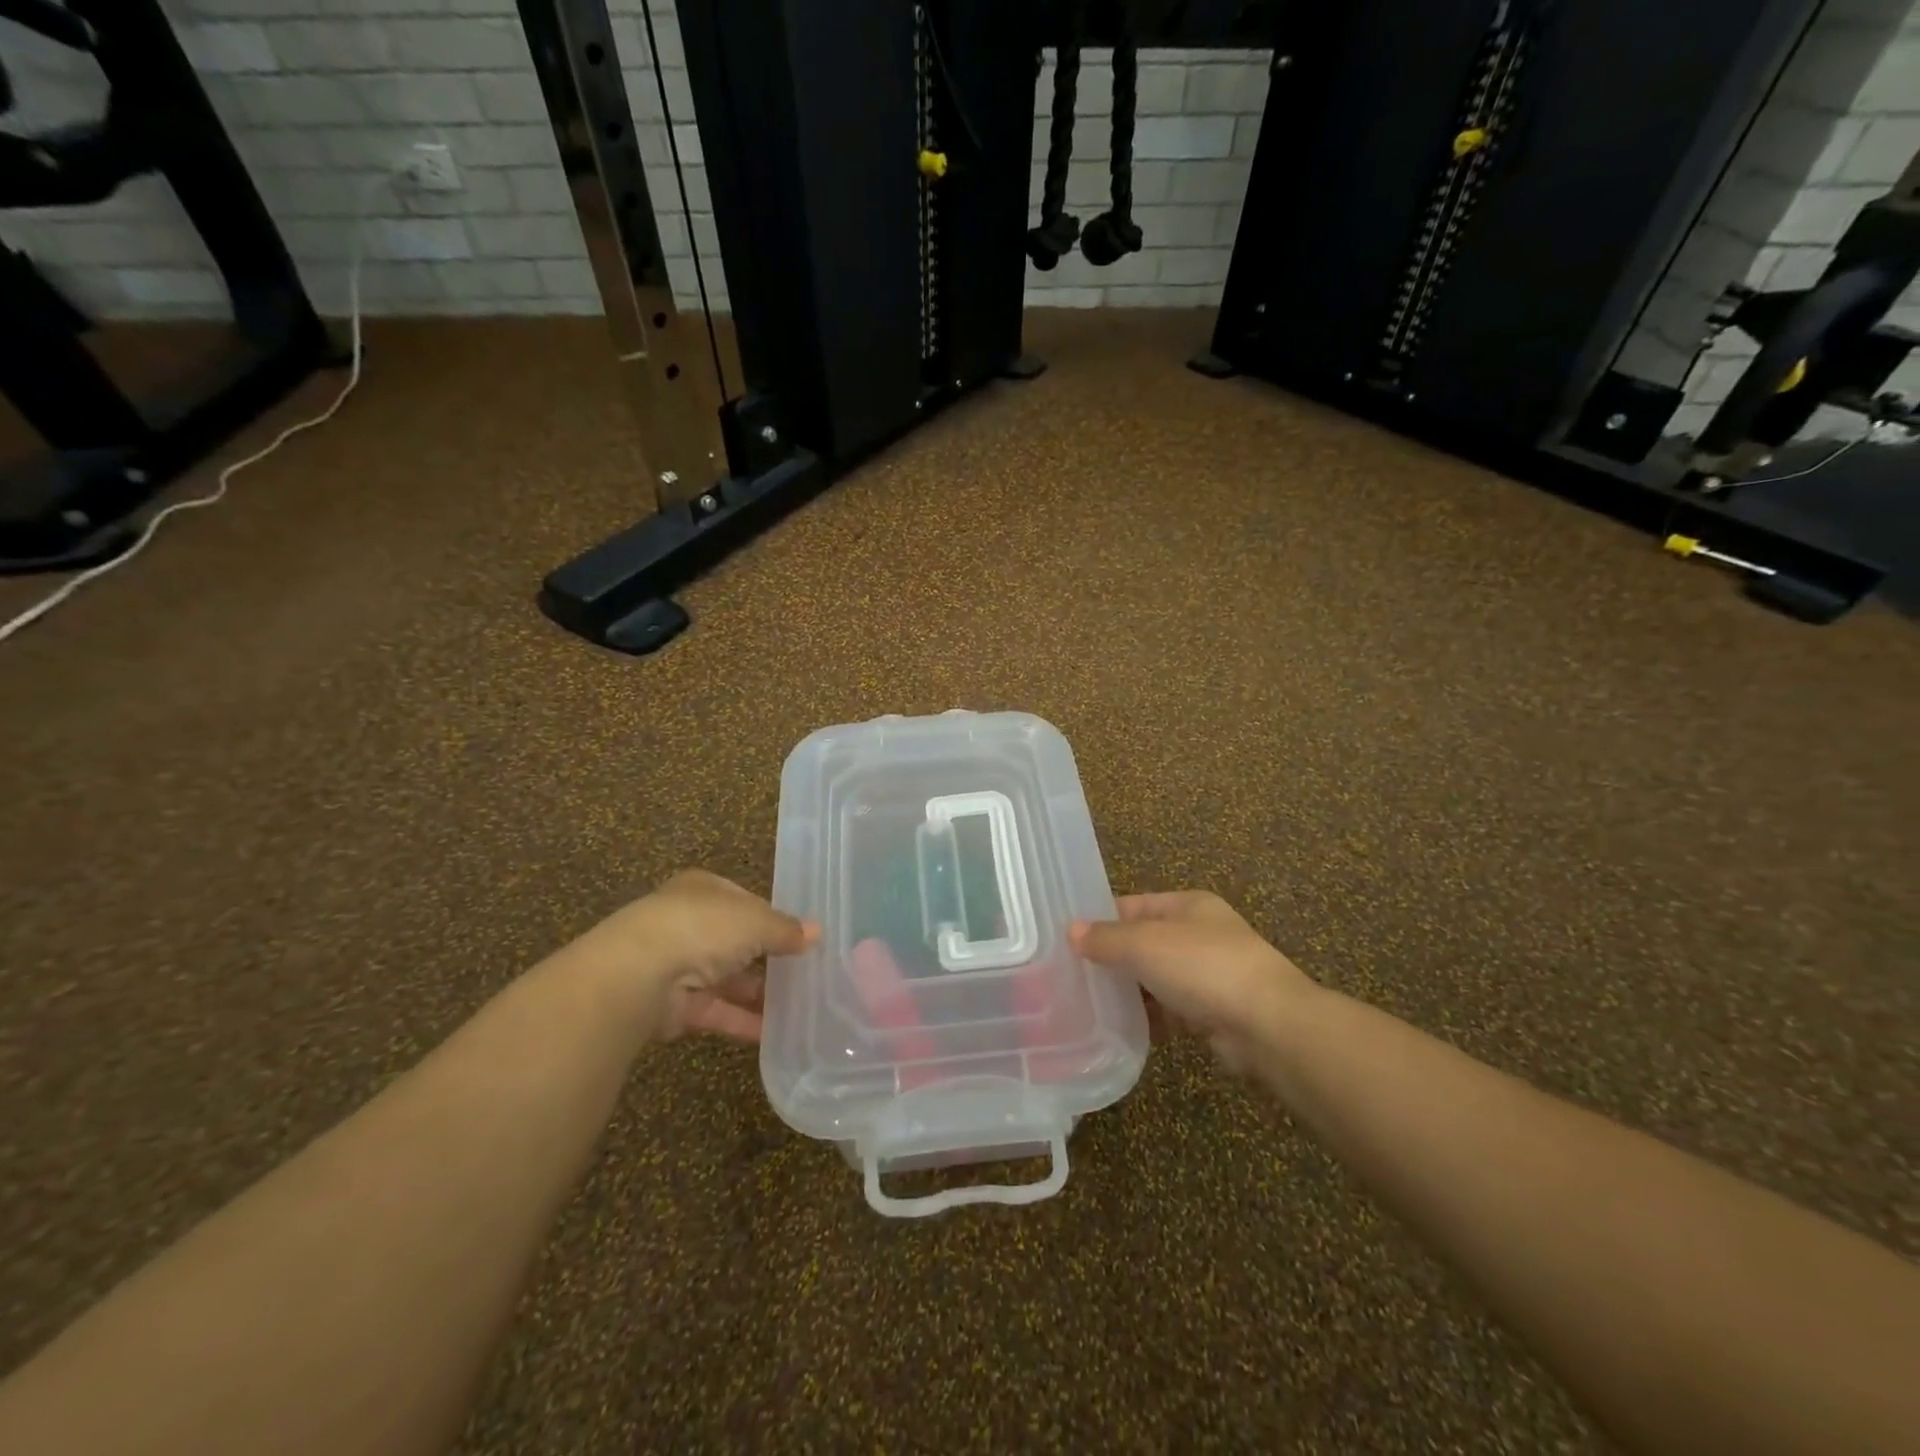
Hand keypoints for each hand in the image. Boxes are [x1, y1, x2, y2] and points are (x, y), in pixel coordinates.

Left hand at [567, 870, 817, 1042]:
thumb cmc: (702, 928)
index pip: (745, 902)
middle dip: (767, 958)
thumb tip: (816, 933)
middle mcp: (689, 924)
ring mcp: (678, 965)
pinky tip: (776, 1032)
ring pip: (727, 979)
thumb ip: (785, 929)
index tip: (800, 937)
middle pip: (735, 941)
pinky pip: (717, 1011)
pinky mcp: (673, 1006)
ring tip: (799, 1006)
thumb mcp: (755, 921)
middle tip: (805, 973)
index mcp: (704, 891)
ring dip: (758, 993)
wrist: (636, 976)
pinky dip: (743, 1020)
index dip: (773, 918)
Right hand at [1069, 891, 1315, 1070]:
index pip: (1134, 905)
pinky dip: (1148, 1018)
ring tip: (1087, 1004)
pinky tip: (1120, 1028)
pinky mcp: (1212, 1013)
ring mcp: (1208, 975)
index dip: (1100, 918)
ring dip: (1128, 991)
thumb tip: (1071, 931)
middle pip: (1144, 942)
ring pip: (1155, 978)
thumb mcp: (1145, 943)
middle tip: (1069, 974)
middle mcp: (1200, 935)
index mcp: (1188, 905)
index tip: (1066, 938)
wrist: (1268, 1026)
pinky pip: (1169, 1011)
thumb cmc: (1203, 967)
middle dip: (1111, 958)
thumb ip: (1106, 938)